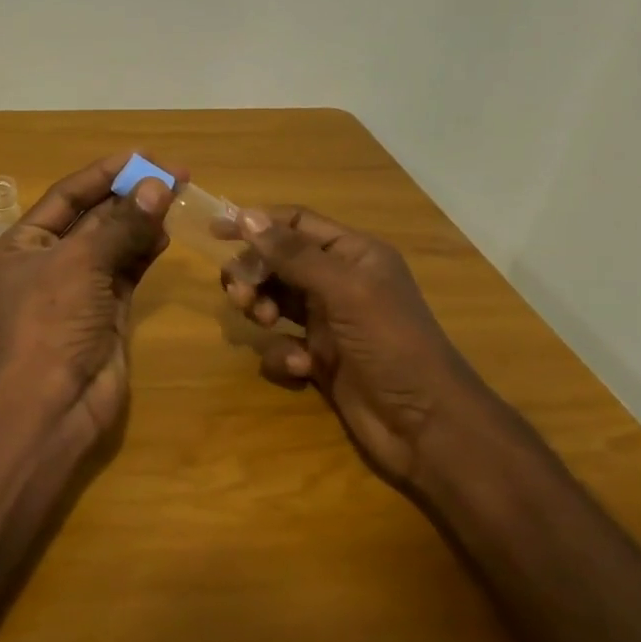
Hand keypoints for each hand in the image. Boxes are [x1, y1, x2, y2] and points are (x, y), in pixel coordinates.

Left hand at [0, 154, 177, 454]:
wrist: (54, 401)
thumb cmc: (53, 322)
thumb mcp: (82, 263)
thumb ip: (120, 224)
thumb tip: (157, 185)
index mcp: (24, 244)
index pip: (67, 196)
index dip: (104, 174)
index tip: (143, 156)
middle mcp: (50, 261)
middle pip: (94, 216)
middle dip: (130, 196)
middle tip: (174, 175)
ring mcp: (80, 287)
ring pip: (114, 242)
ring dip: (142, 220)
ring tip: (176, 197)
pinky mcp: (106, 309)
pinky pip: (127, 269)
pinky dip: (145, 250)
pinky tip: (166, 233)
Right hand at [222, 206, 497, 493]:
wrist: (424, 425)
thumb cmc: (390, 344)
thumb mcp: (344, 290)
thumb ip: (294, 254)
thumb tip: (247, 216)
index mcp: (353, 254)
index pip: (295, 223)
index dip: (256, 223)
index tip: (216, 231)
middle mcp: (338, 282)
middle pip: (277, 261)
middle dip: (253, 274)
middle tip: (240, 295)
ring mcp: (327, 322)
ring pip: (273, 300)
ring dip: (260, 308)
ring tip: (264, 322)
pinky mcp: (319, 358)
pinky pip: (281, 344)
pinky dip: (281, 353)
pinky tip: (300, 368)